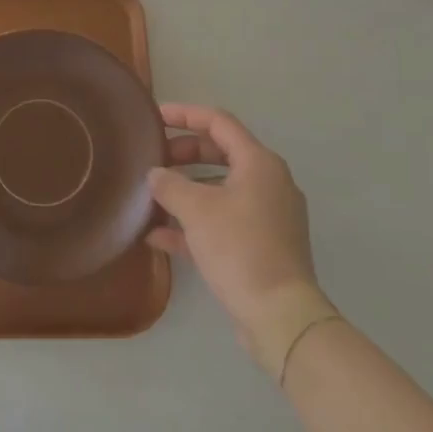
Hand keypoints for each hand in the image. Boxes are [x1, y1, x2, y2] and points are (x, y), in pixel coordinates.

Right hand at [146, 104, 334, 376]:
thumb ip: (170, 184)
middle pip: (219, 153)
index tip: (155, 117)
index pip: (218, 122)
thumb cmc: (240, 248)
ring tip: (152, 196)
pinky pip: (223, 220)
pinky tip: (159, 236)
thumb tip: (155, 174)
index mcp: (259, 163)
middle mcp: (268, 182)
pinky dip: (194, 222)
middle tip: (153, 159)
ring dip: (186, 190)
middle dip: (183, 153)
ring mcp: (267, 216)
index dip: (185, 114)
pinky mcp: (262, 245)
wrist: (280, 317)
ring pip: (219, 189)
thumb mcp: (196, 210)